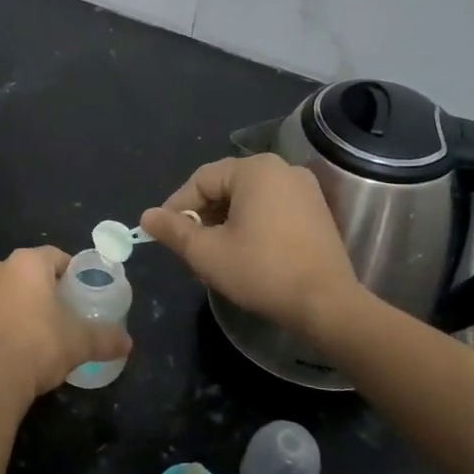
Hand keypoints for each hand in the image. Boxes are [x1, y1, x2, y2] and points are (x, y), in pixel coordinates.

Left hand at [0, 246, 130, 406]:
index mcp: (27, 263)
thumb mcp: (81, 342)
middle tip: (61, 314)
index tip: (80, 294)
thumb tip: (127, 343)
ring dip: (17, 303)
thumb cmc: (38, 347)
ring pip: (4, 290)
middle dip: (43, 289)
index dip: (71, 273)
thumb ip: (106, 338)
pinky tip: (9, 345)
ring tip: (34, 331)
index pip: (56, 257)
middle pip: (28, 272)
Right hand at [141, 154, 366, 341]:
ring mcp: (304, 189)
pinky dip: (251, 225)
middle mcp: (282, 169)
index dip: (177, 206)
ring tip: (213, 255)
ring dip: (224, 223)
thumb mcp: (206, 252)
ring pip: (247, 199)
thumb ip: (173, 230)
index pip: (201, 180)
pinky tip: (243, 253)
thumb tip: (147, 216)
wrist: (326, 304)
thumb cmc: (261, 271)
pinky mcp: (316, 210)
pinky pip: (271, 208)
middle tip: (188, 248)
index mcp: (254, 170)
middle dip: (202, 216)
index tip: (164, 234)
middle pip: (225, 187)